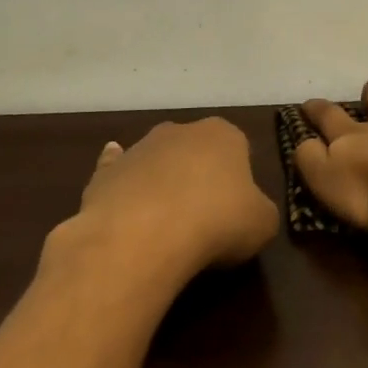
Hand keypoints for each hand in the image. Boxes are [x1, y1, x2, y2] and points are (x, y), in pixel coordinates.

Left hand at [54, 117, 278, 281]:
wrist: (143, 236)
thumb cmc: (217, 222)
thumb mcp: (263, 224)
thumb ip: (259, 210)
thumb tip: (249, 212)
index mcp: (224, 135)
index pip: (239, 149)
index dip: (241, 180)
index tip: (239, 209)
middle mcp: (179, 131)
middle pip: (195, 152)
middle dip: (200, 176)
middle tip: (207, 217)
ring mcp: (138, 148)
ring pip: (157, 163)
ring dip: (163, 185)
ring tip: (169, 225)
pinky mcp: (104, 173)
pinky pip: (117, 174)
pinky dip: (123, 183)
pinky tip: (125, 199)